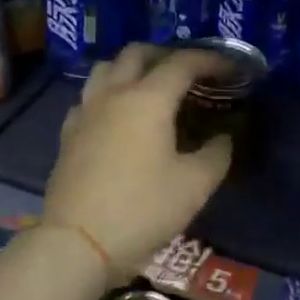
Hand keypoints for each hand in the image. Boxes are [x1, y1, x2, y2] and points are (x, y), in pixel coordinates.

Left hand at [43, 44, 231, 280]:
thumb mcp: (195, 185)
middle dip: (167, 54)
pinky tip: (119, 116)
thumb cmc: (142, 210)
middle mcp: (113, 95)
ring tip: (152, 86)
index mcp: (148, 99)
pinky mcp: (68, 135)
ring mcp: (85, 113)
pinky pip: (89, 97)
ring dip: (133, 68)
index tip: (231, 68)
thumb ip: (216, 154)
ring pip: (107, 69)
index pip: (183, 63)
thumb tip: (221, 138)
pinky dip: (109, 94)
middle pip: (138, 54)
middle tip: (190, 72)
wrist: (77, 244)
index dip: (211, 60)